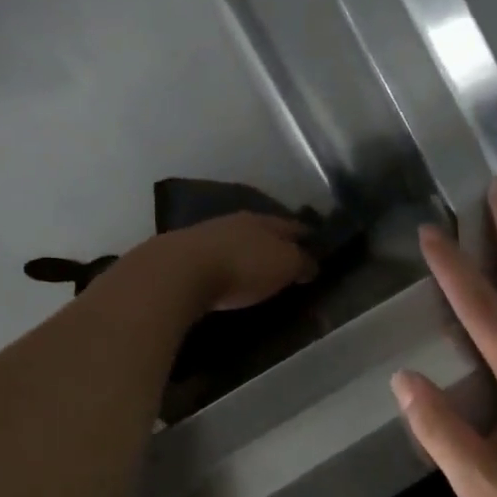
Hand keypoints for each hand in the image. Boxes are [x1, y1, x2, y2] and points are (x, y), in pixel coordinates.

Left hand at [149, 212, 317, 313]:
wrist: (179, 272)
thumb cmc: (242, 267)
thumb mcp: (284, 266)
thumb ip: (301, 263)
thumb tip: (312, 264)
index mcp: (265, 221)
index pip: (294, 226)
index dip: (307, 236)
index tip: (317, 246)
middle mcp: (237, 221)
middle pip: (264, 230)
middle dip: (276, 242)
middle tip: (288, 258)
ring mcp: (208, 235)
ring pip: (237, 241)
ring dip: (249, 252)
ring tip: (258, 268)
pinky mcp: (185, 254)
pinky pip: (216, 257)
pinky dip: (226, 264)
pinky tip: (227, 275)